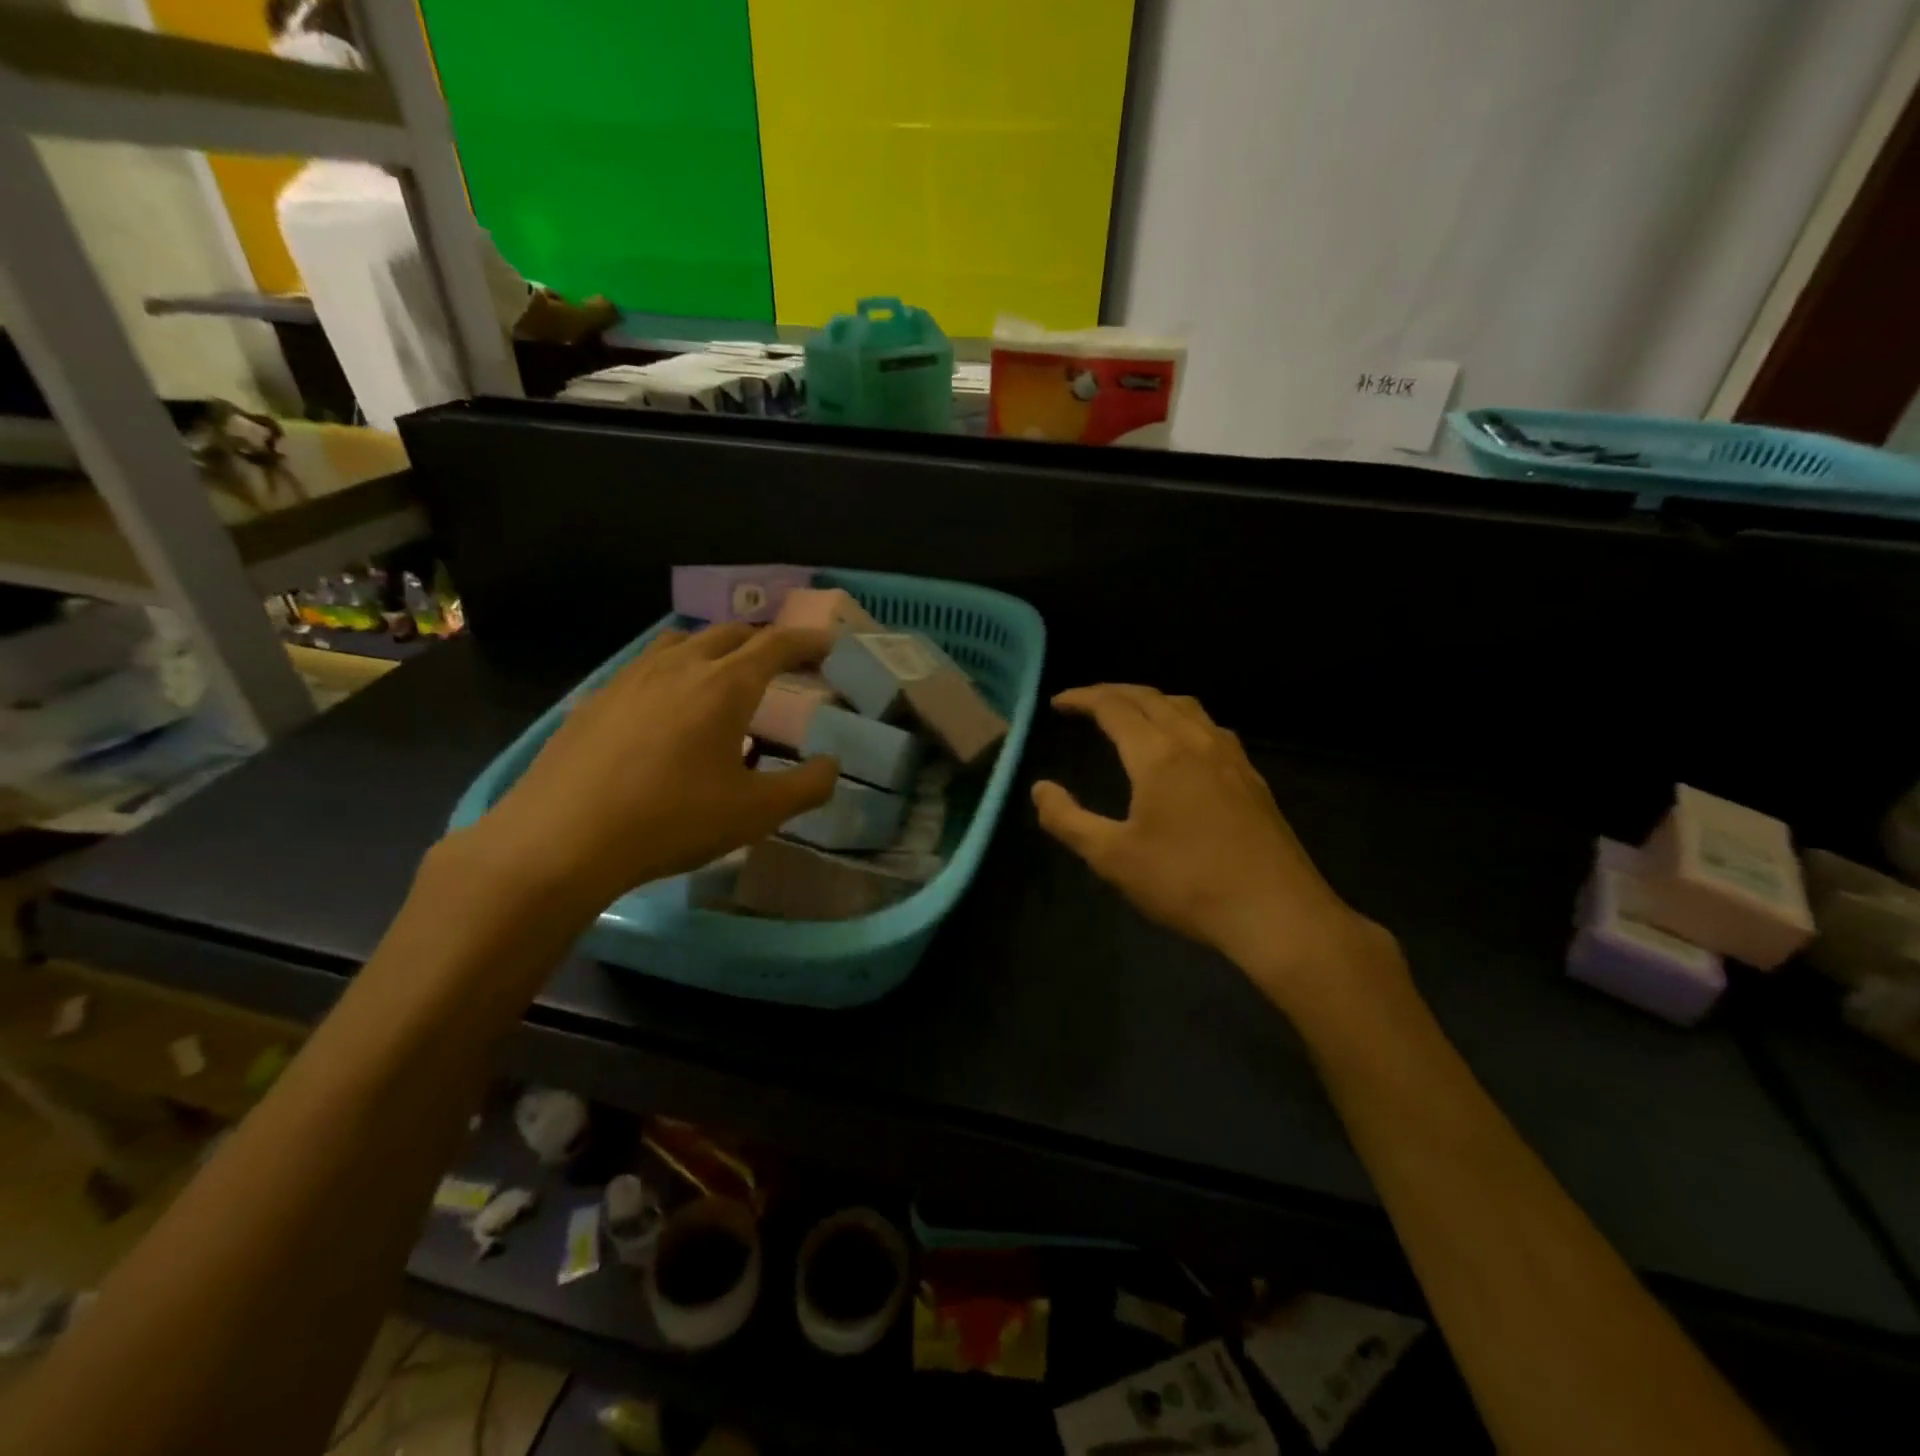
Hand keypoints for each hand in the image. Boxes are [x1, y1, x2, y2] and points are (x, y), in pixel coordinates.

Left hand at [453, 624, 838, 916]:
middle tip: (783, 665)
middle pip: (730, 634)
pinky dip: (673, 670)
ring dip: (714, 649)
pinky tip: (665, 708)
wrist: (561, 839)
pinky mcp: (596, 698)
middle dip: (763, 642)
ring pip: (682, 642)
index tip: (826, 646)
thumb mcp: (755, 813)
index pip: (776, 645)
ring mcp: (631, 678)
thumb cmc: (672, 820)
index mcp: (725, 685)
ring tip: (724, 676)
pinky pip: (646, 666)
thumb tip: (831, 766)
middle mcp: (680, 666)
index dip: (806, 641)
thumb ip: (806, 787)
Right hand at [1032, 684, 1402, 1016]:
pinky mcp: (1251, 778)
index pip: (1114, 707)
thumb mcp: (1112, 858)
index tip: (1058, 702)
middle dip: (1114, 692)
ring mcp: (1231, 758)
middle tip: (1086, 701)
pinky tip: (1184, 745)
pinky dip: (1182, 719)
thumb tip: (1040, 788)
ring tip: (1131, 714)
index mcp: (1158, 755)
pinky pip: (1211, 727)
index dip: (1083, 698)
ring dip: (1151, 701)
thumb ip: (1068, 820)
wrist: (1275, 911)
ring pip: (1186, 707)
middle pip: (1151, 698)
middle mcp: (1196, 742)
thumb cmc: (1186, 882)